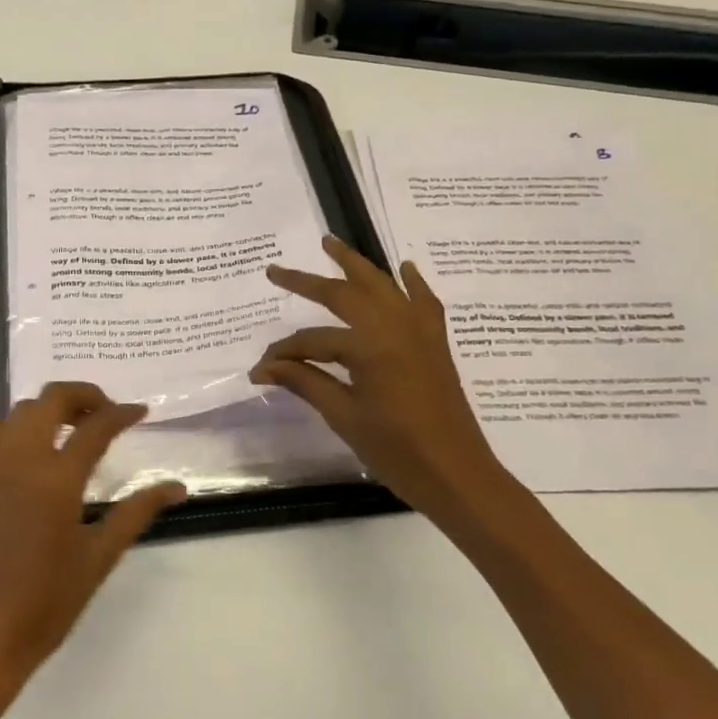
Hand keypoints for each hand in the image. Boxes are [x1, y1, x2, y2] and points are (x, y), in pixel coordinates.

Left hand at [0, 383, 184, 685]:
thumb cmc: (47, 602)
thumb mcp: (100, 556)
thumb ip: (137, 513)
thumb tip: (177, 487)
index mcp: (57, 479)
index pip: (96, 428)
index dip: (122, 414)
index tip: (141, 412)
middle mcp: (21, 461)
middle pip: (51, 400)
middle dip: (83, 396)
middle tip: (107, 413)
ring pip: (17, 412)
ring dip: (47, 409)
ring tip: (69, 428)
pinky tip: (15, 449)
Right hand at [251, 236, 516, 518]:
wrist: (457, 475)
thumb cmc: (397, 451)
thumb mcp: (344, 416)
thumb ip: (305, 383)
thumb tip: (264, 368)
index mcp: (370, 346)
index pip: (313, 341)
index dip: (283, 354)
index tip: (260, 368)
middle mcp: (395, 326)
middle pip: (345, 294)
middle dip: (307, 282)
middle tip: (276, 271)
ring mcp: (420, 331)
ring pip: (383, 285)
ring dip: (355, 264)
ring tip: (331, 243)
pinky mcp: (435, 343)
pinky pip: (424, 302)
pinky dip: (412, 283)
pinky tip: (404, 268)